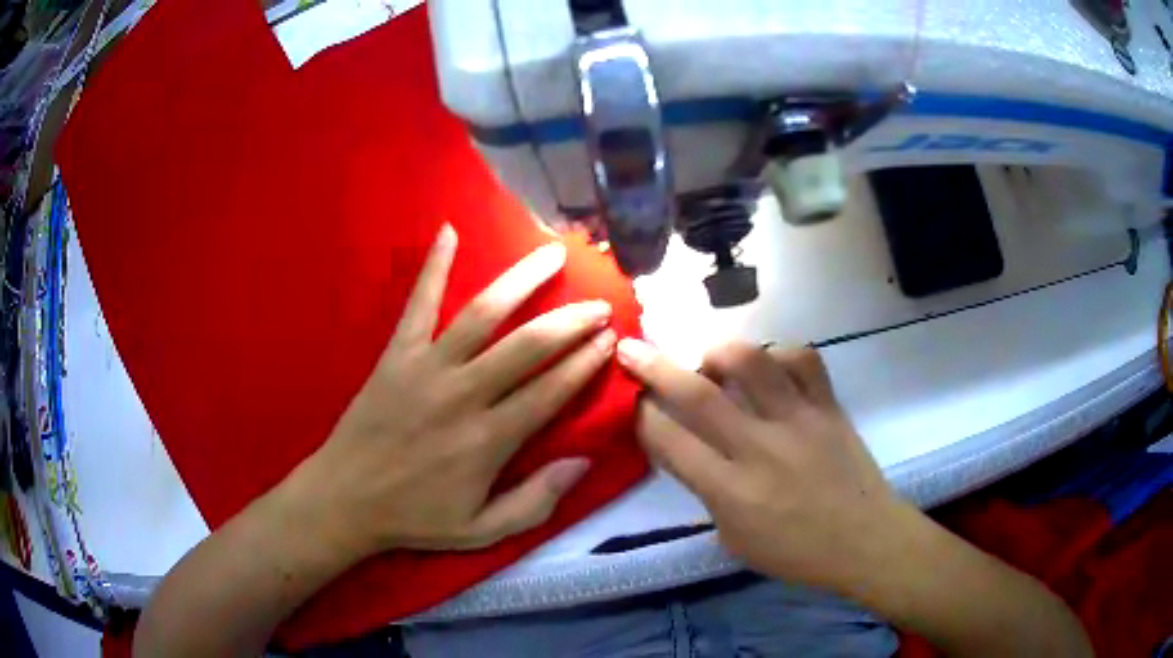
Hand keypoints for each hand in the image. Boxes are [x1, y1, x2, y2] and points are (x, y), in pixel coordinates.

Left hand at [281, 225, 616, 557]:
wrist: (346, 500)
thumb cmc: (416, 517)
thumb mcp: (482, 530)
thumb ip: (536, 501)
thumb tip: (583, 461)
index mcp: (489, 440)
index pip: (551, 391)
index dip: (585, 362)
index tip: (611, 339)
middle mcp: (464, 395)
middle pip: (528, 346)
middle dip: (571, 321)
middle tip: (600, 304)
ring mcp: (427, 368)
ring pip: (482, 314)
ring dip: (522, 281)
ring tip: (552, 255)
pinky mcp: (396, 354)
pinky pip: (417, 304)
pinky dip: (433, 266)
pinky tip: (448, 231)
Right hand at [617, 340, 909, 595]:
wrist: (864, 540)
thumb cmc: (796, 553)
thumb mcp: (735, 539)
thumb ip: (707, 494)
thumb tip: (685, 451)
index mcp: (731, 491)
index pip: (669, 441)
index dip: (642, 416)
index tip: (632, 401)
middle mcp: (759, 448)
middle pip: (697, 394)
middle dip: (654, 367)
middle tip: (632, 348)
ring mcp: (798, 420)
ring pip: (752, 362)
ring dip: (719, 352)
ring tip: (711, 360)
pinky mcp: (829, 406)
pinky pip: (803, 359)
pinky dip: (780, 353)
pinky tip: (771, 366)